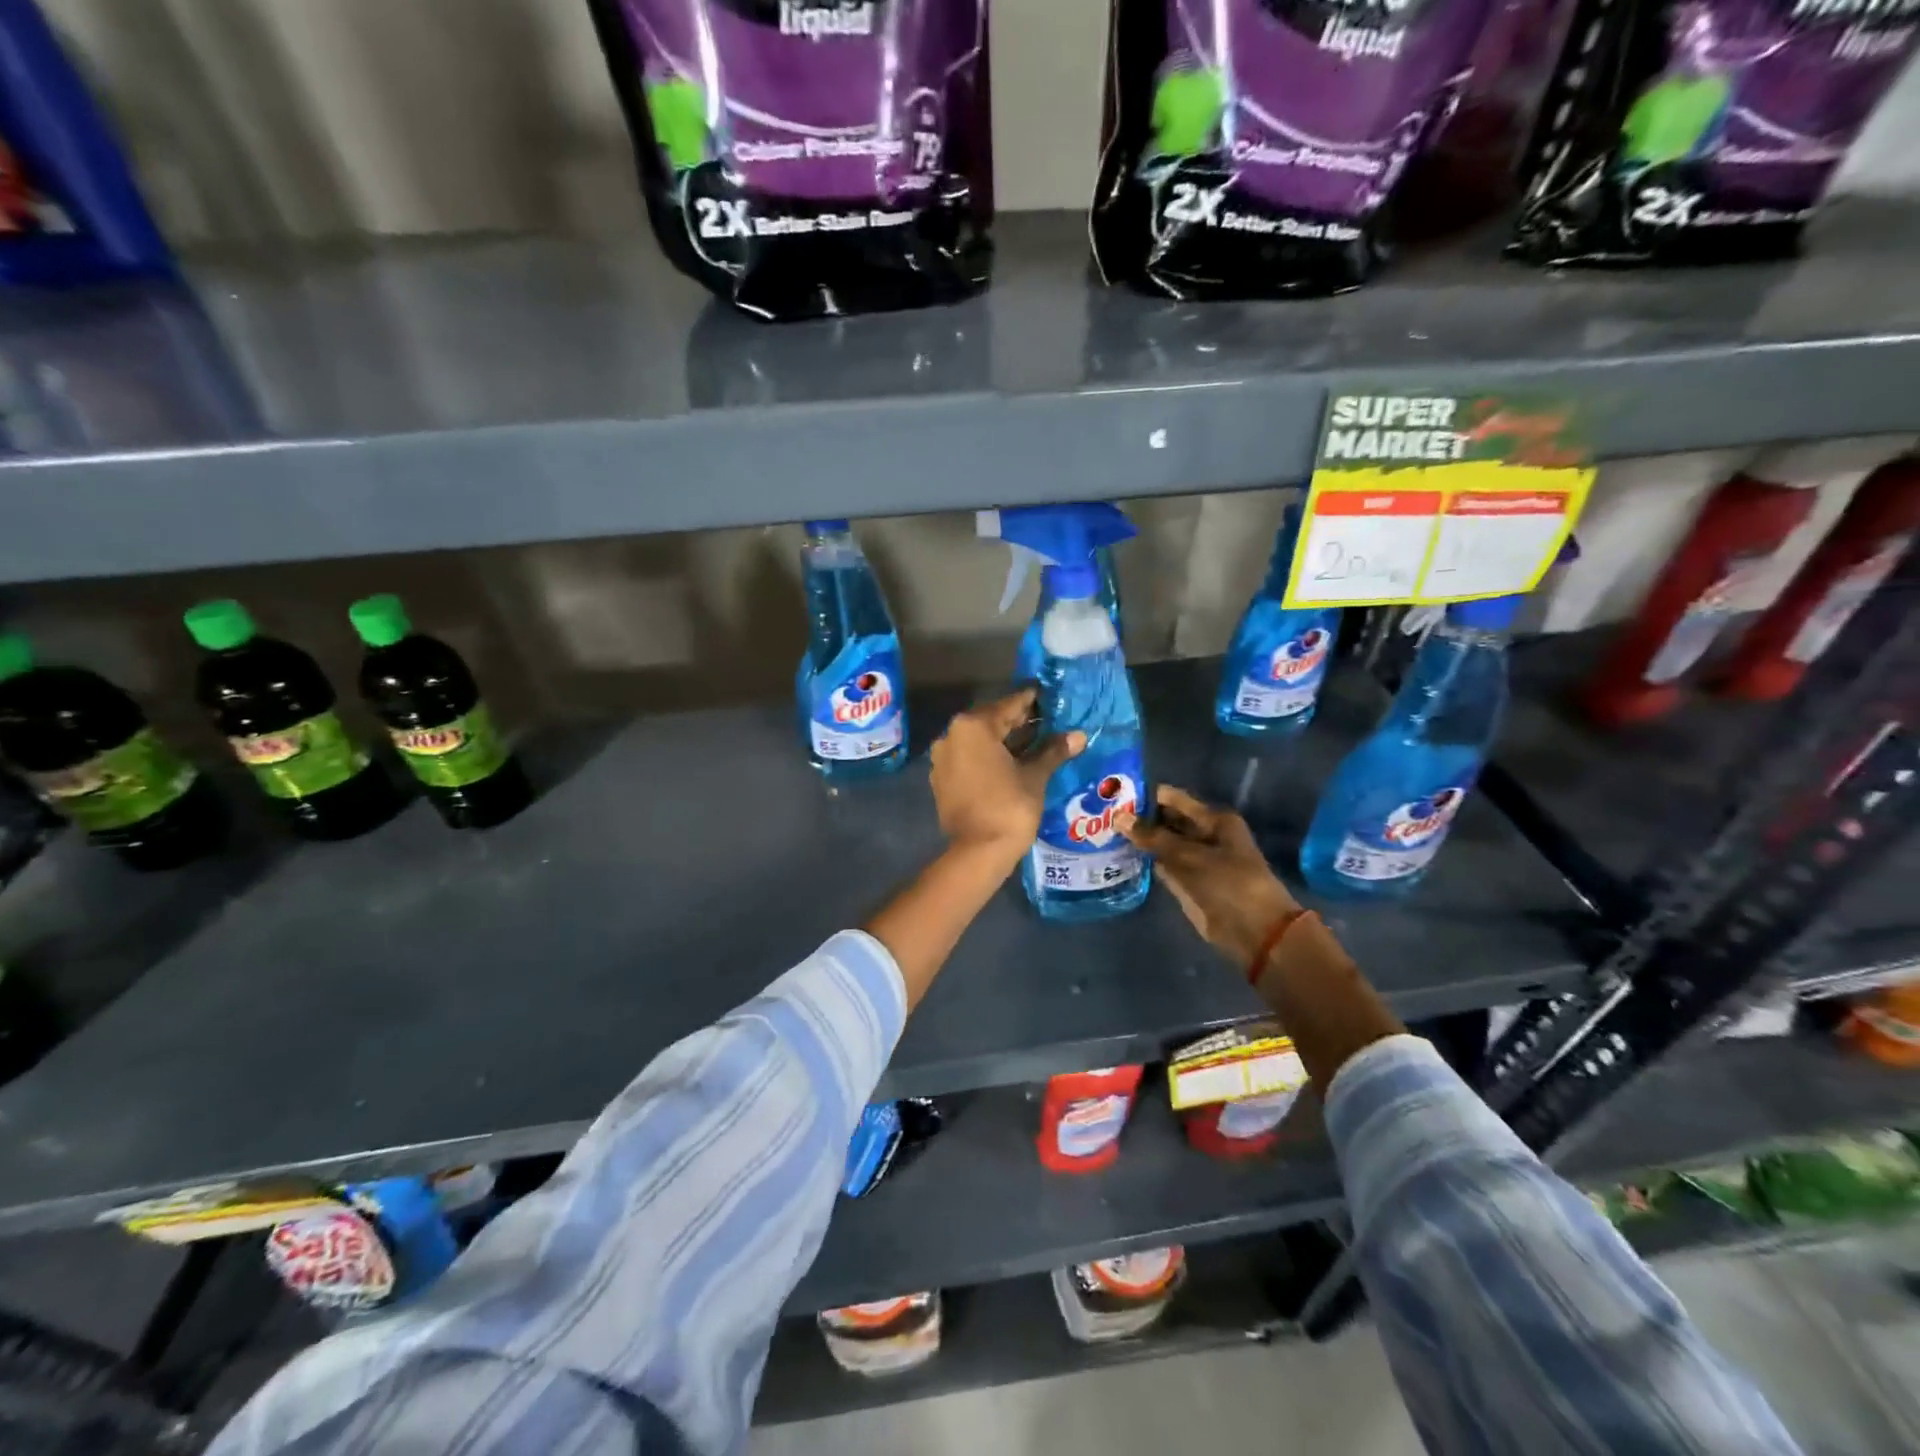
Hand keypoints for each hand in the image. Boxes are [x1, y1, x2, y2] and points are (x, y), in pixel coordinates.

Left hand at [929, 689, 1083, 870]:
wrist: (978, 852)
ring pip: (979, 741)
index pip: (1009, 705)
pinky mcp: (942, 779)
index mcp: (973, 727)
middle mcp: (951, 735)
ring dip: (1004, 740)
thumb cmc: (1009, 807)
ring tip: (1035, 741)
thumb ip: (1053, 751)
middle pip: (991, 721)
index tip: (1049, 695)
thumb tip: (1079, 736)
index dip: (1032, 701)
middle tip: (1047, 720)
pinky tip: (1012, 763)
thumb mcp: (1034, 776)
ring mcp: (943, 758)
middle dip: (1019, 721)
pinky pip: (969, 758)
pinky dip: (989, 757)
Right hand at [1120, 785, 1299, 966]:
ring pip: (1161, 844)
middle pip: (1166, 821)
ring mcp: (1194, 860)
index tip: (1113, 794)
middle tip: (1101, 813)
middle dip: (1138, 818)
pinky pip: (1160, 864)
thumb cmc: (1229, 883)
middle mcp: (1204, 835)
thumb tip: (1119, 817)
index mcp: (1214, 820)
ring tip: (1103, 831)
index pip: (1173, 799)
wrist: (1252, 930)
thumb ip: (1153, 837)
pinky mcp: (1185, 882)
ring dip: (1138, 840)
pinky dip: (1143, 861)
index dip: (1146, 796)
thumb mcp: (1190, 855)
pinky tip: (1118, 855)